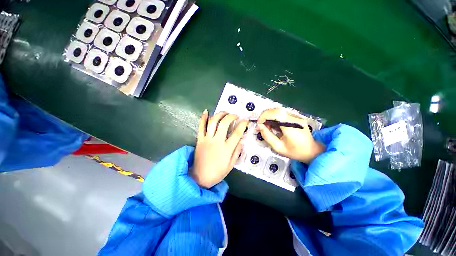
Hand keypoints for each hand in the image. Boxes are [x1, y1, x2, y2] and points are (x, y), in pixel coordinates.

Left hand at [192, 110, 247, 187]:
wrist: (199, 177)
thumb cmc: (217, 172)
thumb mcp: (231, 165)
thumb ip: (237, 152)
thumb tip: (242, 140)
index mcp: (226, 148)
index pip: (237, 133)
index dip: (243, 125)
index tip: (246, 120)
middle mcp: (217, 141)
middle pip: (224, 123)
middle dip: (231, 116)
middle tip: (235, 115)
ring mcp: (207, 139)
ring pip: (213, 122)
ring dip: (220, 114)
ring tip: (225, 112)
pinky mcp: (199, 139)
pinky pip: (201, 126)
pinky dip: (203, 118)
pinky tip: (206, 111)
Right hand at [257, 108, 325, 163]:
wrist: (312, 151)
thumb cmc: (295, 152)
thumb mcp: (278, 147)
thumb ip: (267, 136)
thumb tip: (259, 126)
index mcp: (291, 126)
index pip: (276, 113)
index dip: (264, 116)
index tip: (259, 124)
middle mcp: (295, 118)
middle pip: (277, 110)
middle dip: (266, 116)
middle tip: (262, 125)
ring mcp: (297, 116)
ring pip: (279, 110)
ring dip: (270, 116)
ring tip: (268, 127)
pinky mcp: (296, 117)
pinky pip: (283, 113)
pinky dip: (275, 117)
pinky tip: (274, 126)